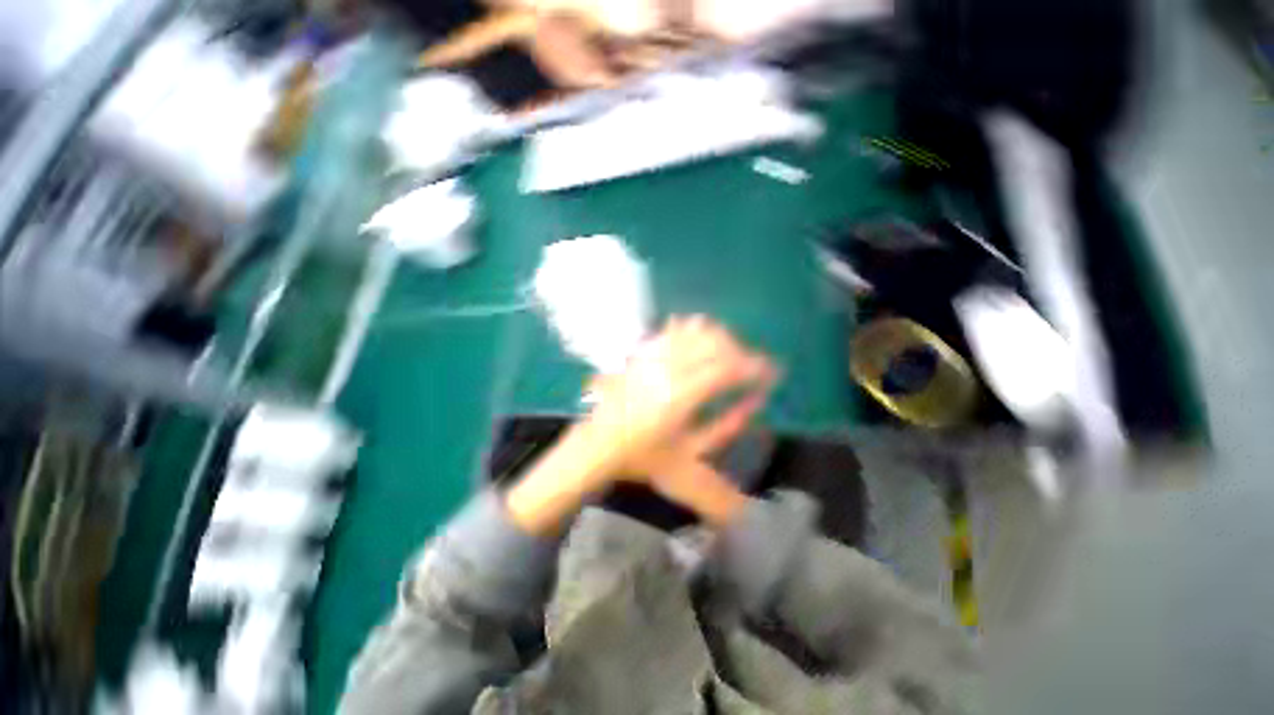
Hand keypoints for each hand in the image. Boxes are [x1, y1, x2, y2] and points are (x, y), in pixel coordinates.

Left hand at [505, 316, 774, 533]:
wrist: (597, 445)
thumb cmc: (642, 457)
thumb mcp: (686, 463)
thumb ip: (725, 436)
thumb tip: (757, 408)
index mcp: (679, 397)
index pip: (724, 369)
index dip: (752, 367)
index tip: (770, 371)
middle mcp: (666, 370)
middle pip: (713, 345)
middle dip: (740, 352)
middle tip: (752, 368)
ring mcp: (651, 357)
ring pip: (694, 333)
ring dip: (719, 339)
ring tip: (730, 354)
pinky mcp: (641, 353)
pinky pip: (672, 331)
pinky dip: (692, 329)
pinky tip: (701, 336)